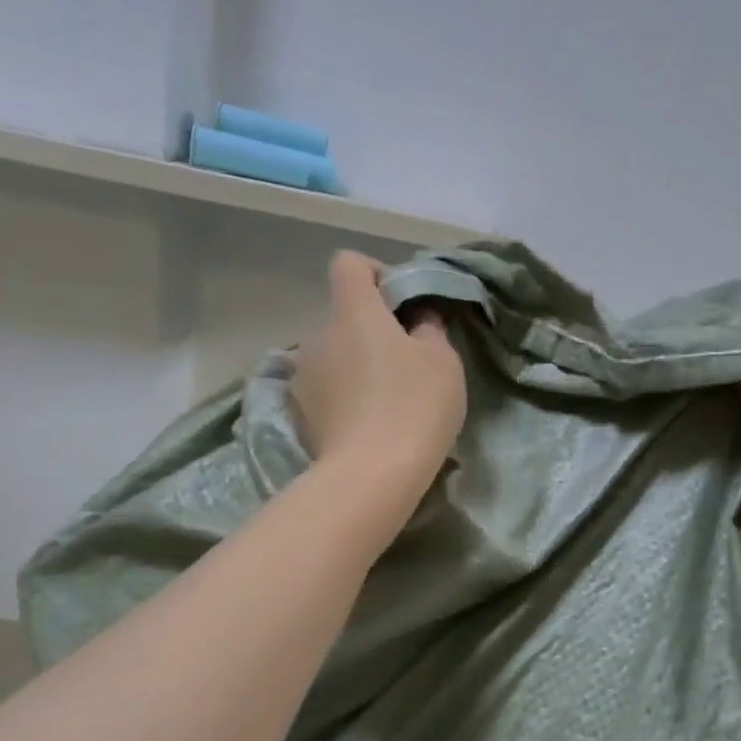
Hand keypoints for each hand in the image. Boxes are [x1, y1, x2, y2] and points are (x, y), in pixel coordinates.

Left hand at [292, 251, 466, 509]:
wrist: (371, 476)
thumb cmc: (414, 406)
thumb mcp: (442, 361)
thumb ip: (429, 327)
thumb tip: (417, 317)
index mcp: (352, 312)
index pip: (349, 264)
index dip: (376, 274)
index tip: (401, 306)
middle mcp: (318, 335)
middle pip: (344, 317)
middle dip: (371, 331)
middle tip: (405, 365)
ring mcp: (303, 376)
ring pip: (334, 356)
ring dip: (355, 366)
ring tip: (385, 402)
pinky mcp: (299, 413)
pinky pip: (325, 391)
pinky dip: (343, 398)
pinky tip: (365, 426)